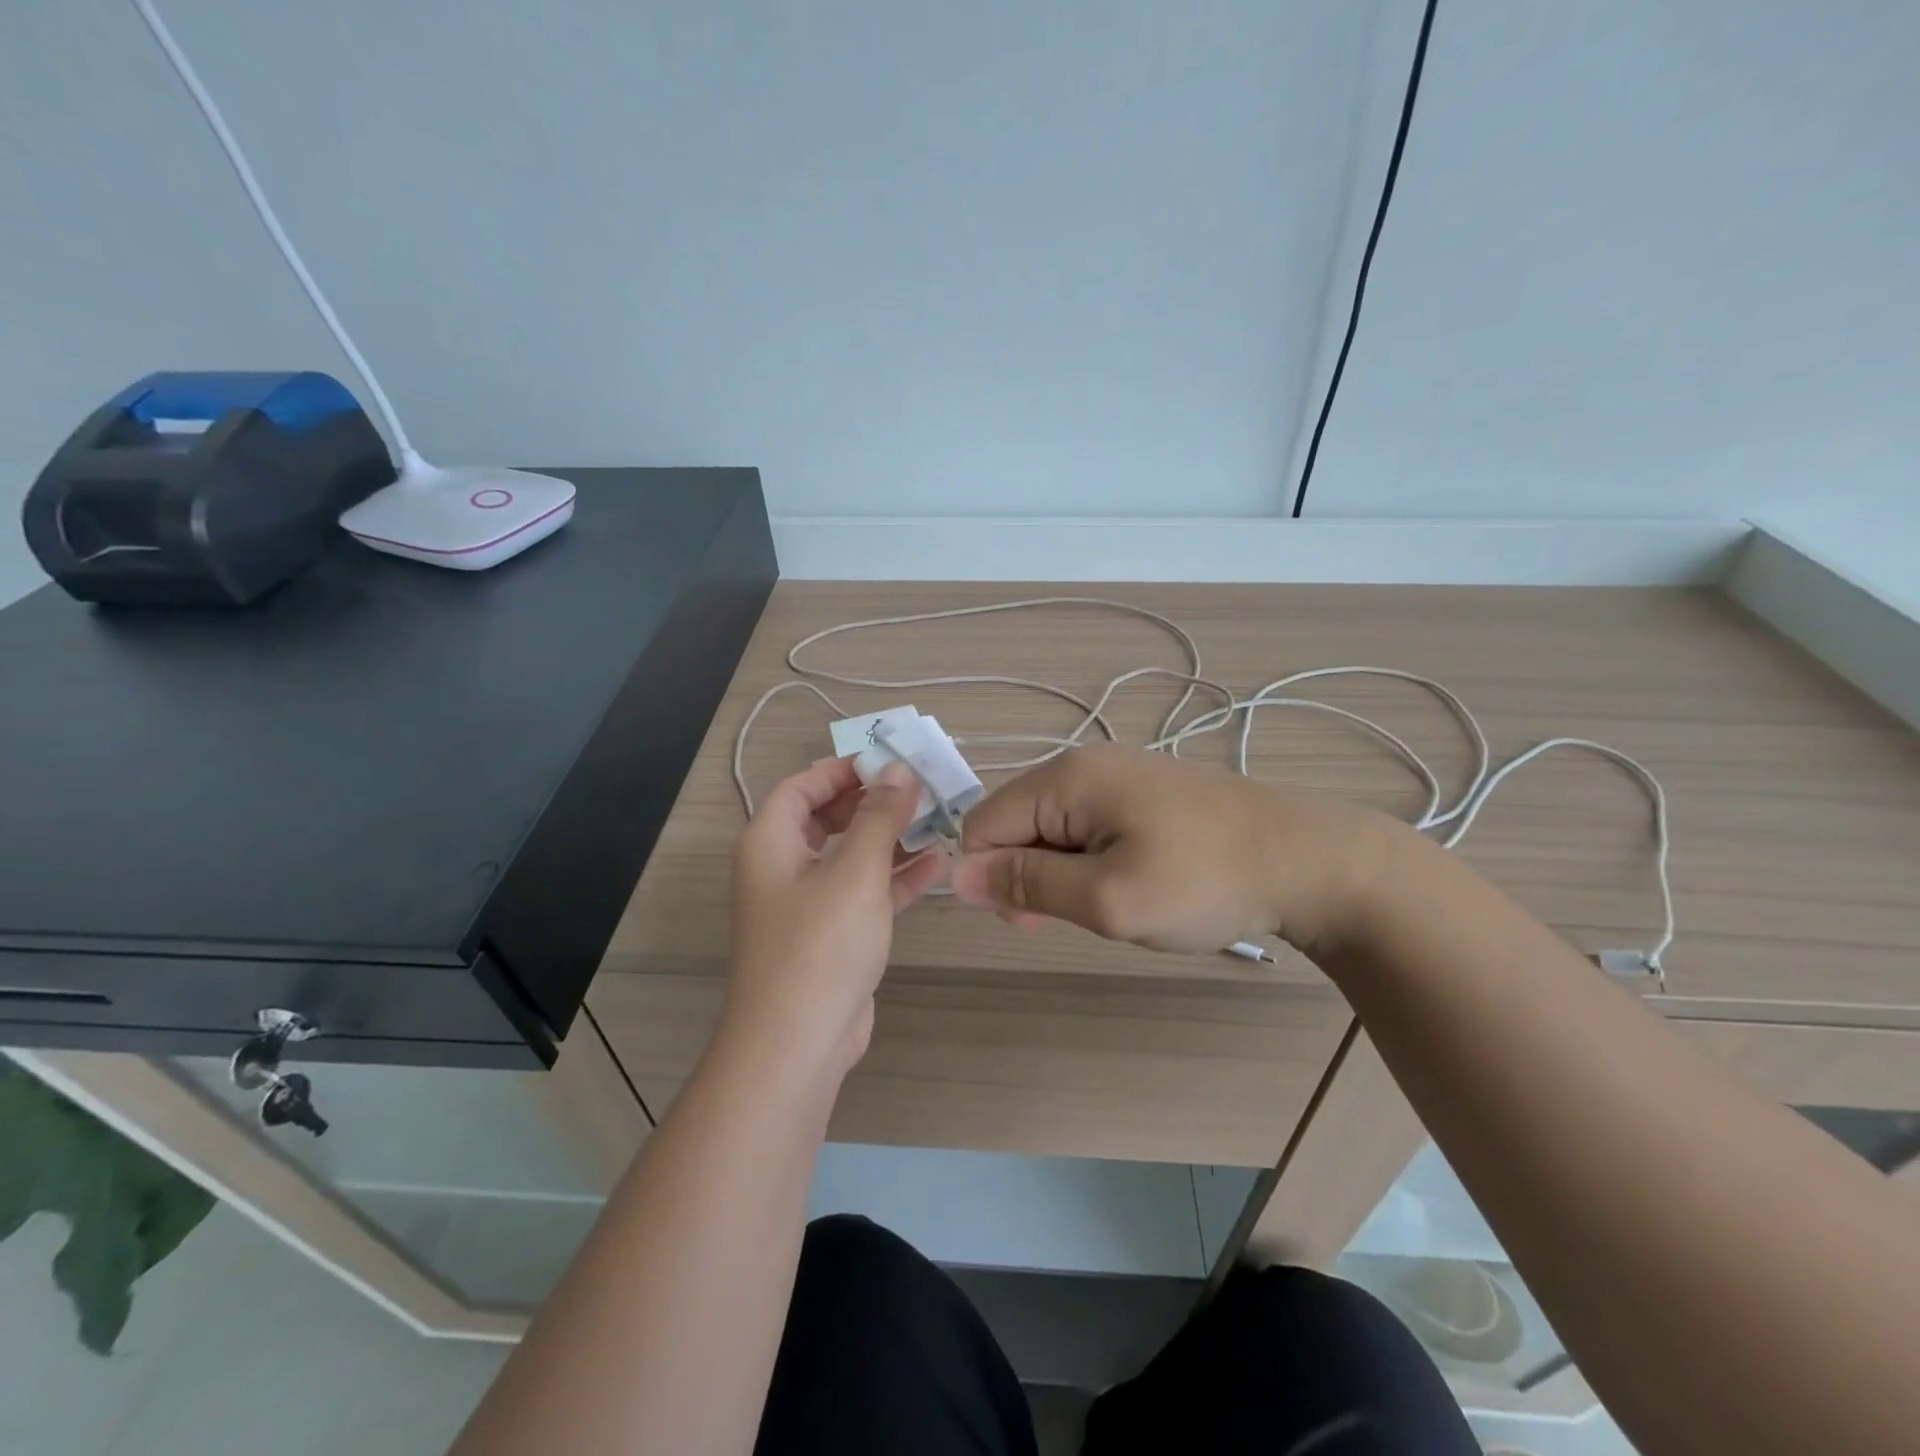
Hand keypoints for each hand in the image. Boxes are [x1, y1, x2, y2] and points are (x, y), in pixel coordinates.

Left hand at [726, 757, 943, 1077]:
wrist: (797, 1044)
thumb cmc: (820, 944)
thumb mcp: (856, 870)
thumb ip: (880, 816)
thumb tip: (899, 770)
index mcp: (771, 842)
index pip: (803, 785)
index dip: (844, 768)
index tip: (891, 761)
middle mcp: (783, 866)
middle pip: (828, 817)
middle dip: (873, 801)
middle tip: (920, 789)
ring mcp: (807, 903)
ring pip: (850, 855)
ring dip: (890, 838)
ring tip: (937, 820)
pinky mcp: (831, 935)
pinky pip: (864, 892)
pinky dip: (894, 878)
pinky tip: (936, 865)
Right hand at [950, 743, 1388, 958]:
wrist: (1307, 861)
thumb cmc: (1203, 882)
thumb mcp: (1108, 898)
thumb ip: (1028, 884)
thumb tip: (956, 876)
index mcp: (1066, 778)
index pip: (983, 824)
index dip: (992, 876)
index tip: (1033, 919)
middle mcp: (1083, 763)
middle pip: (1015, 822)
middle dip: (1028, 876)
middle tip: (1079, 918)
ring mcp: (1117, 774)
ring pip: (1051, 828)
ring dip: (1062, 873)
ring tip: (1110, 905)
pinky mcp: (1142, 790)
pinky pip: (1086, 826)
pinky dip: (1091, 861)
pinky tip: (1129, 883)